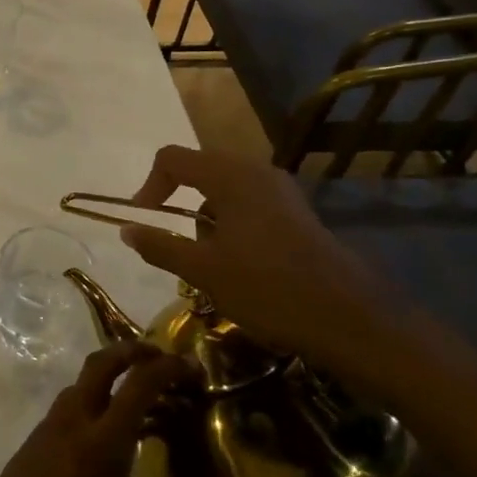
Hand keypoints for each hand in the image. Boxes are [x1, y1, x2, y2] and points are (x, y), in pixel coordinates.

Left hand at [0, 342, 205, 476]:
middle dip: (131, 351)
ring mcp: (47, 430)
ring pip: (80, 384)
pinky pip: (67, 407)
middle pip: (100, 364)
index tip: (190, 366)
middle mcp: (73, 423)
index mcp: (103, 442)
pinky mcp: (32, 443)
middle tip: (160, 359)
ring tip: (139, 399)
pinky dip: (92, 402)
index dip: (166, 368)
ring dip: (109, 377)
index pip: (138, 385)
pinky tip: (107, 434)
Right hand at [118, 145, 434, 391]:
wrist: (350, 318)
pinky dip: (231, 220)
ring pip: (225, 186)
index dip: (150, 185)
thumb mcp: (203, 271)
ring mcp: (280, 190)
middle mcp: (255, 171)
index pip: (172, 158)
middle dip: (178, 199)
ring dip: (205, 213)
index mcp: (229, 176)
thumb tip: (126, 228)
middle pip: (199, 167)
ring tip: (207, 256)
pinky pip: (249, 200)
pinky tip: (238, 259)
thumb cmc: (268, 289)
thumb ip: (160, 245)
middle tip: (174, 240)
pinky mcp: (296, 210)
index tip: (144, 220)